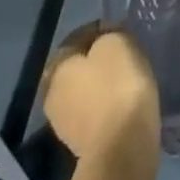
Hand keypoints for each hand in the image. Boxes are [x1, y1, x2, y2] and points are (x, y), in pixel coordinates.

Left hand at [41, 24, 159, 159]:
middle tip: (125, 59)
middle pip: (76, 68)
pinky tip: (124, 108)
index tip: (123, 32)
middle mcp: (51, 92)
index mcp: (58, 66)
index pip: (76, 38)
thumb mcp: (118, 46)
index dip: (100, 31)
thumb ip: (110, 36)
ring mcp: (62, 122)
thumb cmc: (119, 89)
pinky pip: (93, 115)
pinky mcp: (79, 144)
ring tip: (128, 85)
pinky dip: (106, 109)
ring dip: (100, 88)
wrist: (121, 148)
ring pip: (83, 93)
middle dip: (97, 62)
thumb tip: (107, 39)